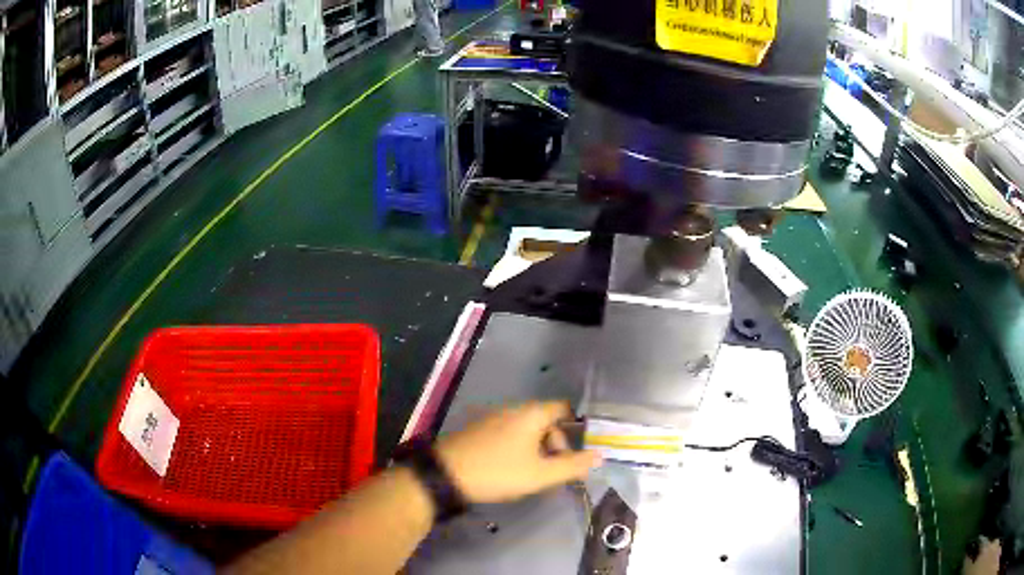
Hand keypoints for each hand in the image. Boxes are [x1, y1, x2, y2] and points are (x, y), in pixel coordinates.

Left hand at [434, 402, 600, 503]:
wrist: (445, 474)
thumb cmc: (499, 472)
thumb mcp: (540, 474)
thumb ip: (572, 465)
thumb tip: (599, 455)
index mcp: (532, 413)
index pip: (564, 409)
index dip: (574, 431)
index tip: (574, 455)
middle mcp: (514, 409)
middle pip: (546, 421)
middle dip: (555, 446)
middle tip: (551, 473)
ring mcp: (494, 418)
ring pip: (527, 431)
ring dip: (537, 451)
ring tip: (531, 476)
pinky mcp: (479, 430)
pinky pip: (509, 435)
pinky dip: (518, 450)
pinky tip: (509, 471)